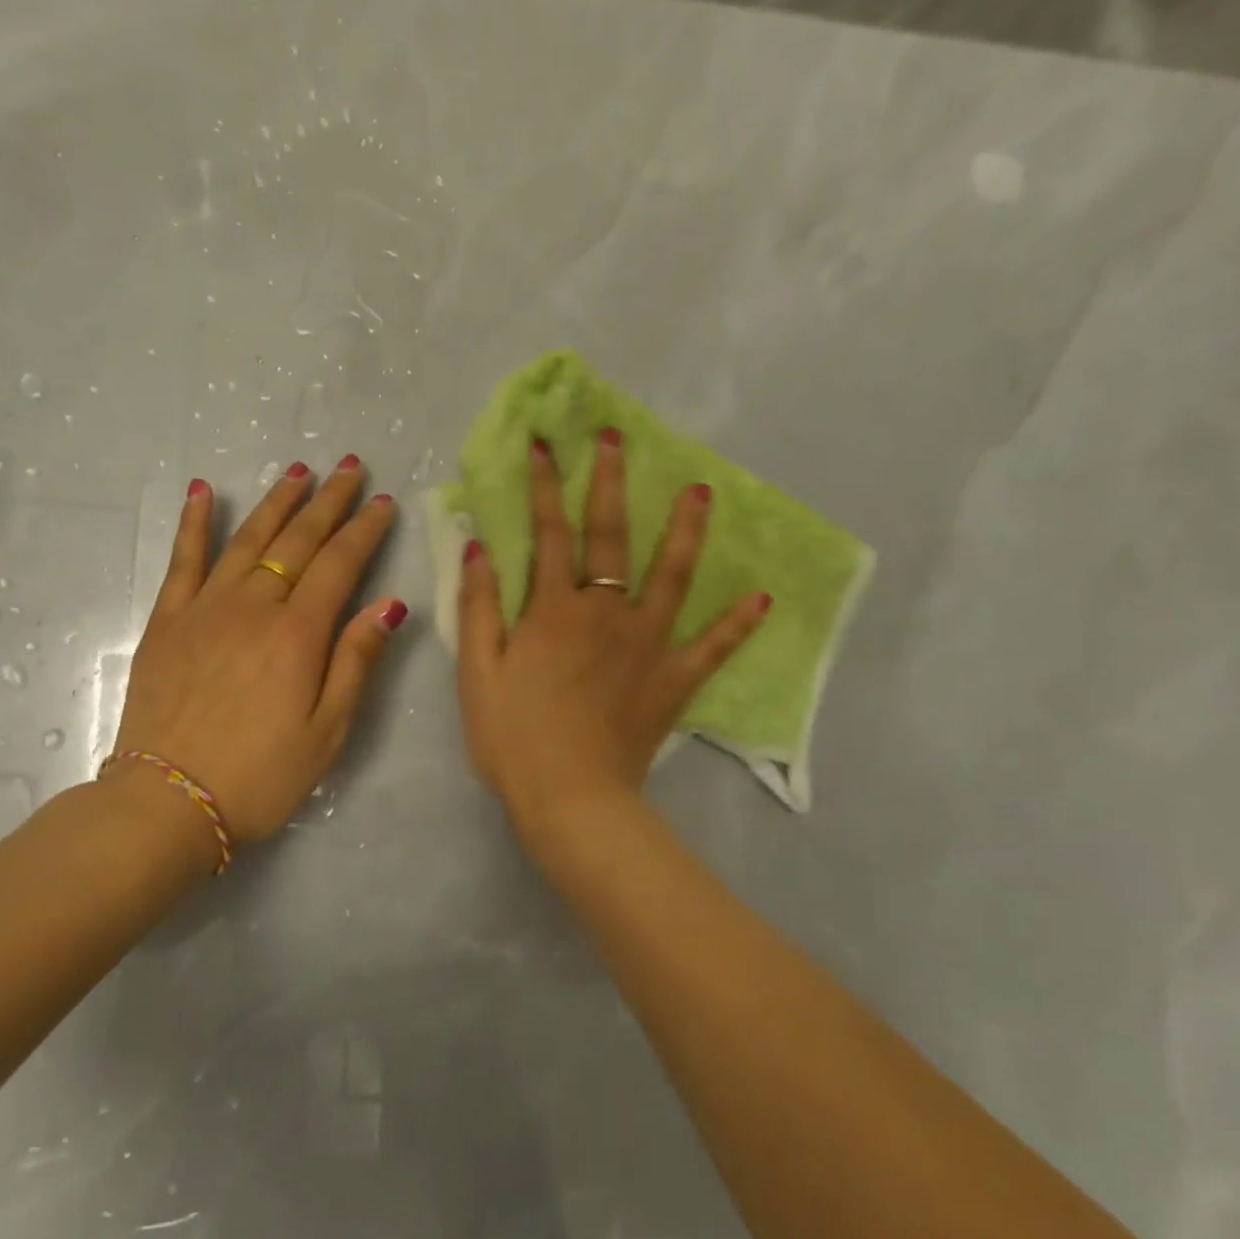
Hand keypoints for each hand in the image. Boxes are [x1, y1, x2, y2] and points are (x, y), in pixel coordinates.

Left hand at [111, 457, 406, 845]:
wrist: (168, 802)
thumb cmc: (261, 775)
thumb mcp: (328, 730)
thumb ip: (356, 661)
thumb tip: (388, 605)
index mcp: (299, 634)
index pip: (340, 565)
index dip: (365, 531)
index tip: (383, 502)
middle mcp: (254, 606)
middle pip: (297, 540)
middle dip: (328, 501)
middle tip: (350, 467)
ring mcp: (205, 609)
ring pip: (246, 538)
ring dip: (276, 501)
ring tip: (298, 469)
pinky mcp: (168, 621)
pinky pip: (183, 560)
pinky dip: (194, 523)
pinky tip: (203, 491)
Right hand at [455, 429, 768, 833]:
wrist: (570, 799)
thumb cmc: (513, 739)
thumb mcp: (477, 674)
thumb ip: (478, 608)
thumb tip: (480, 549)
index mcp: (554, 610)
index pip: (548, 534)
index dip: (543, 487)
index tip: (544, 445)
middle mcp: (605, 613)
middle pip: (610, 537)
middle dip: (610, 484)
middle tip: (618, 440)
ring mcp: (647, 644)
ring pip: (672, 576)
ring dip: (684, 531)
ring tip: (700, 492)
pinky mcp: (674, 680)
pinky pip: (713, 648)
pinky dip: (737, 624)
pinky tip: (762, 598)